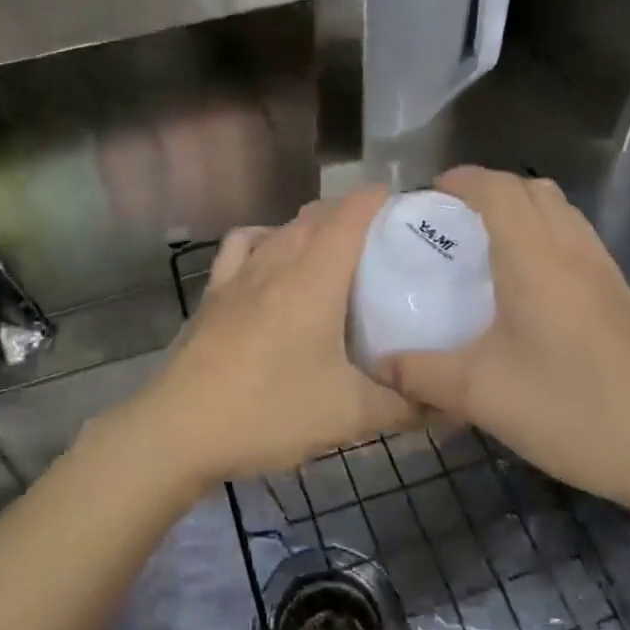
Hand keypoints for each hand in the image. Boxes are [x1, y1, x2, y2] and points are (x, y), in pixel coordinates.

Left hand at [133, 187, 420, 486]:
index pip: (351, 213)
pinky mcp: (215, 291)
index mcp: (314, 277)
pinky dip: (266, 238)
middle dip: (353, 214)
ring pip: (283, 228)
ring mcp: (240, 273)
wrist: (180, 430)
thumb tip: (448, 403)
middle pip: (318, 215)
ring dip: (313, 226)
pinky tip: (273, 256)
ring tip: (336, 251)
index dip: (380, 200)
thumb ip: (405, 406)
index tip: (407, 209)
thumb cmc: (270, 413)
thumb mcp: (349, 416)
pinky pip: (244, 244)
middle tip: (385, 242)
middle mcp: (277, 260)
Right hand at [381, 167, 629, 515]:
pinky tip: (534, 286)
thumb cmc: (568, 409)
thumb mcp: (479, 394)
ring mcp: (606, 272)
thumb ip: (420, 373)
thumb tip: (378, 364)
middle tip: (455, 221)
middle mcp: (573, 251)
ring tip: (492, 246)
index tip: (429, 196)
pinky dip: (549, 235)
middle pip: (533, 189)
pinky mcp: (624, 298)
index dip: (462, 180)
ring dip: (524, 209)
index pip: (498, 189)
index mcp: (534, 259)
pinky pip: (580, 239)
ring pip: (563, 211)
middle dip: (490, 189)